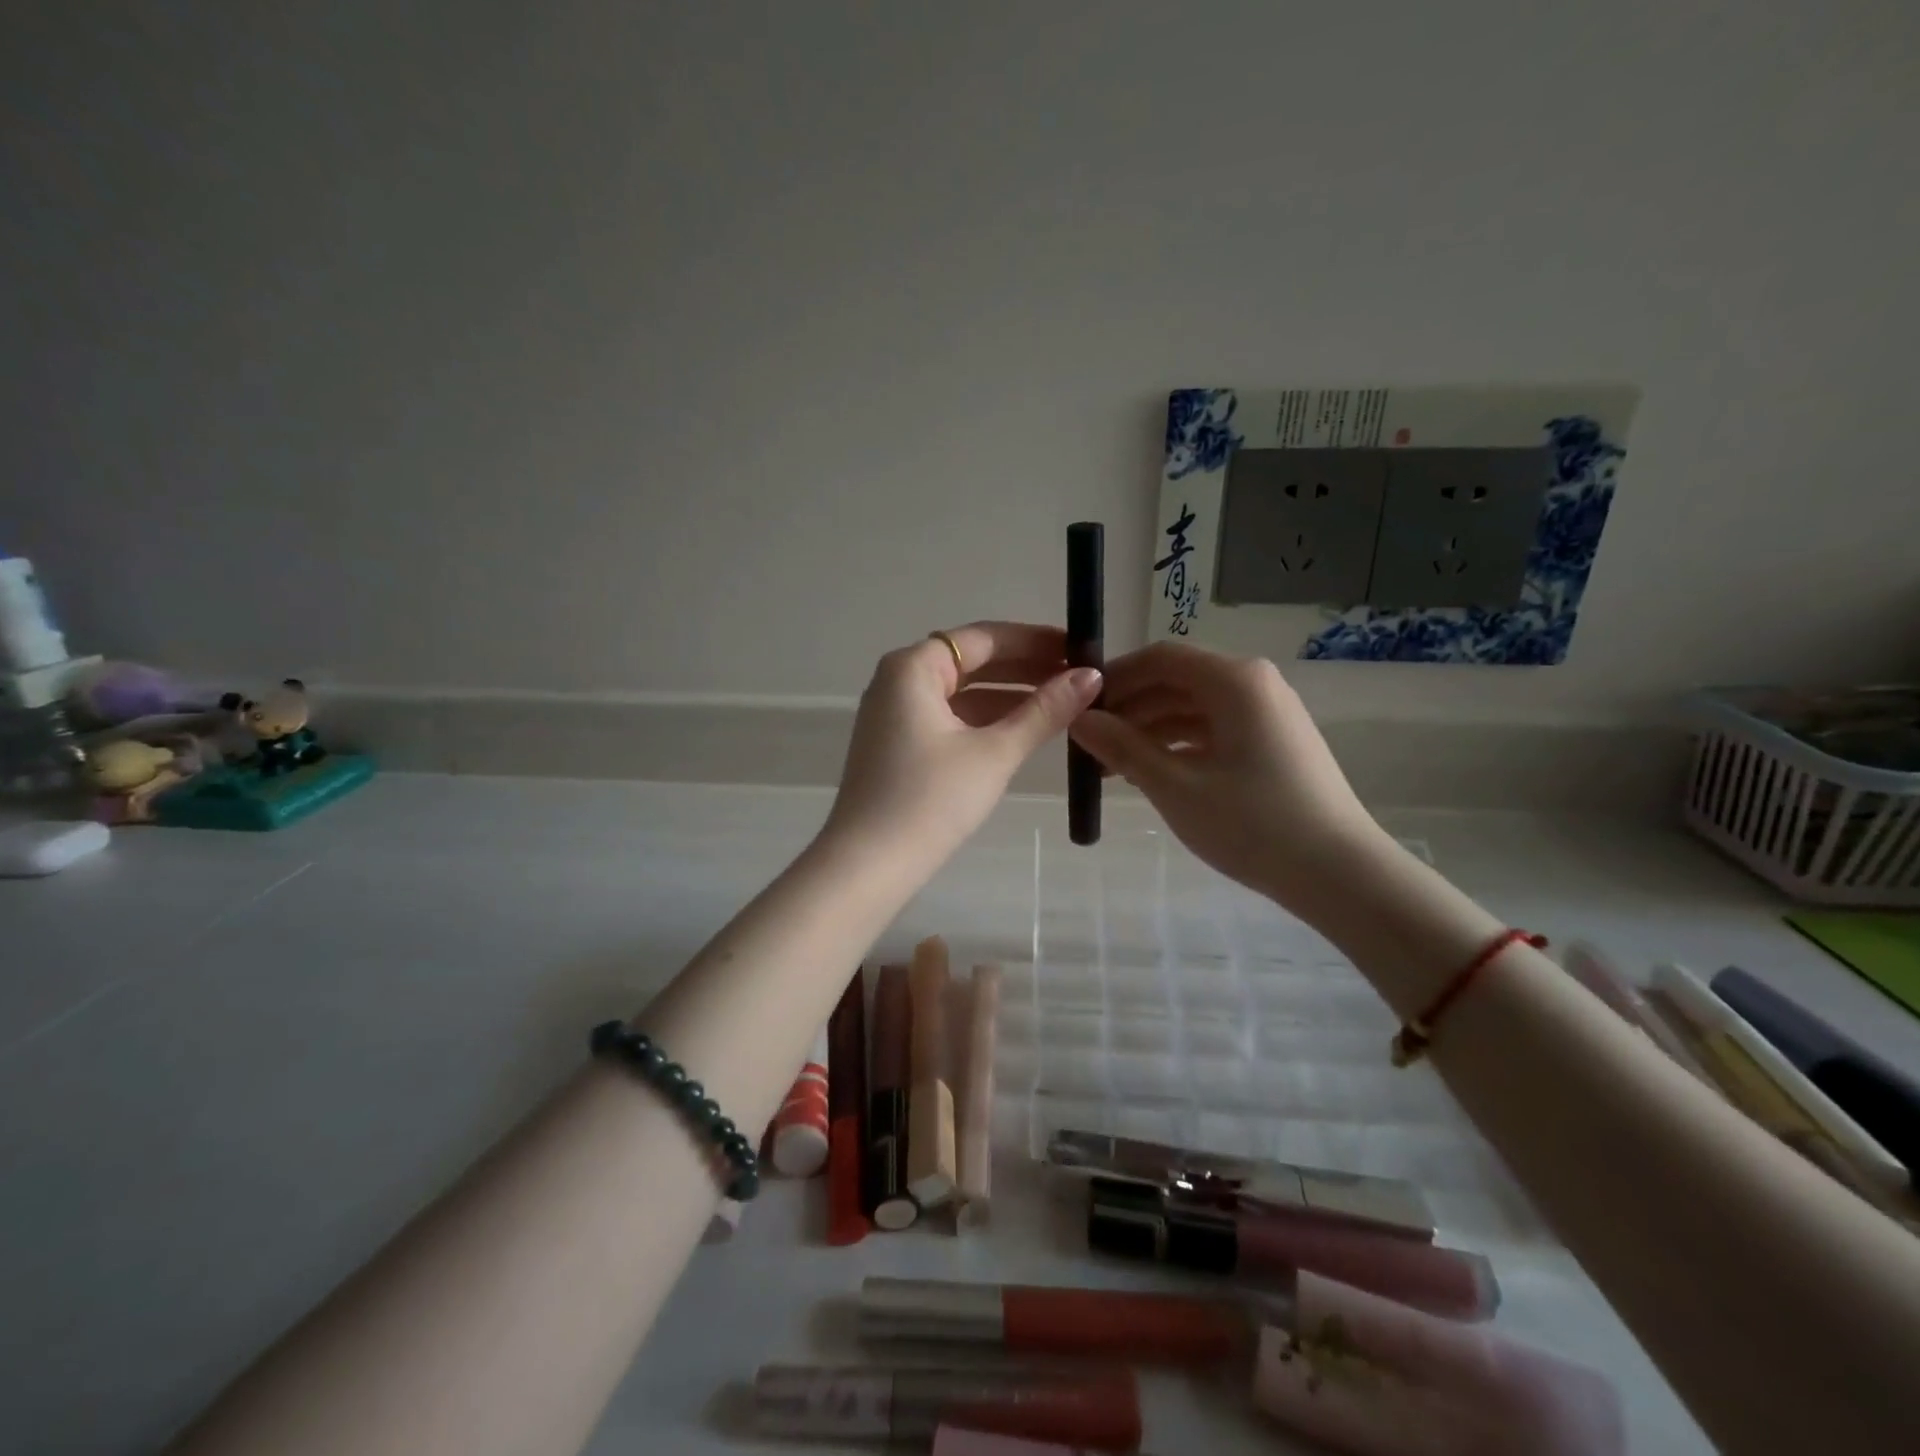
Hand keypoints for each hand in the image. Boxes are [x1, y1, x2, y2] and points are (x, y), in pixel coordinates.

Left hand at [823, 622, 1102, 874]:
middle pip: (972, 662)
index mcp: (913, 667)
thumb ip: (1044, 712)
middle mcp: (898, 680)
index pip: (984, 638)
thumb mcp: (995, 753)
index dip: (1035, 641)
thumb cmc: (931, 800)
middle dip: (1025, 668)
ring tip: (1062, 703)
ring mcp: (895, 715)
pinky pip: (950, 718)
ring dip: (1009, 696)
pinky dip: (985, 720)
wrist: (868, 866)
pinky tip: (1023, 730)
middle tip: (1078, 676)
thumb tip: (1091, 677)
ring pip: (962, 692)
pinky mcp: (898, 746)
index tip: (1079, 648)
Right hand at [1069, 642, 1383, 910]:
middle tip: (1088, 743)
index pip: (1160, 658)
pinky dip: (1178, 745)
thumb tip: (1079, 719)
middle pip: (1176, 681)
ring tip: (1111, 766)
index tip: (1077, 706)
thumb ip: (1122, 747)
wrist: (1339, 874)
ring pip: (1193, 708)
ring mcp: (1267, 714)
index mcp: (1234, 681)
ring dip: (1150, 730)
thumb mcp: (1175, 786)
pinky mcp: (1273, 742)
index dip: (1114, 677)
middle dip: (1129, 708)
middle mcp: (1253, 684)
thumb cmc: (1252, 824)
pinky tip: (1151, 772)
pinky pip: (1214, 729)